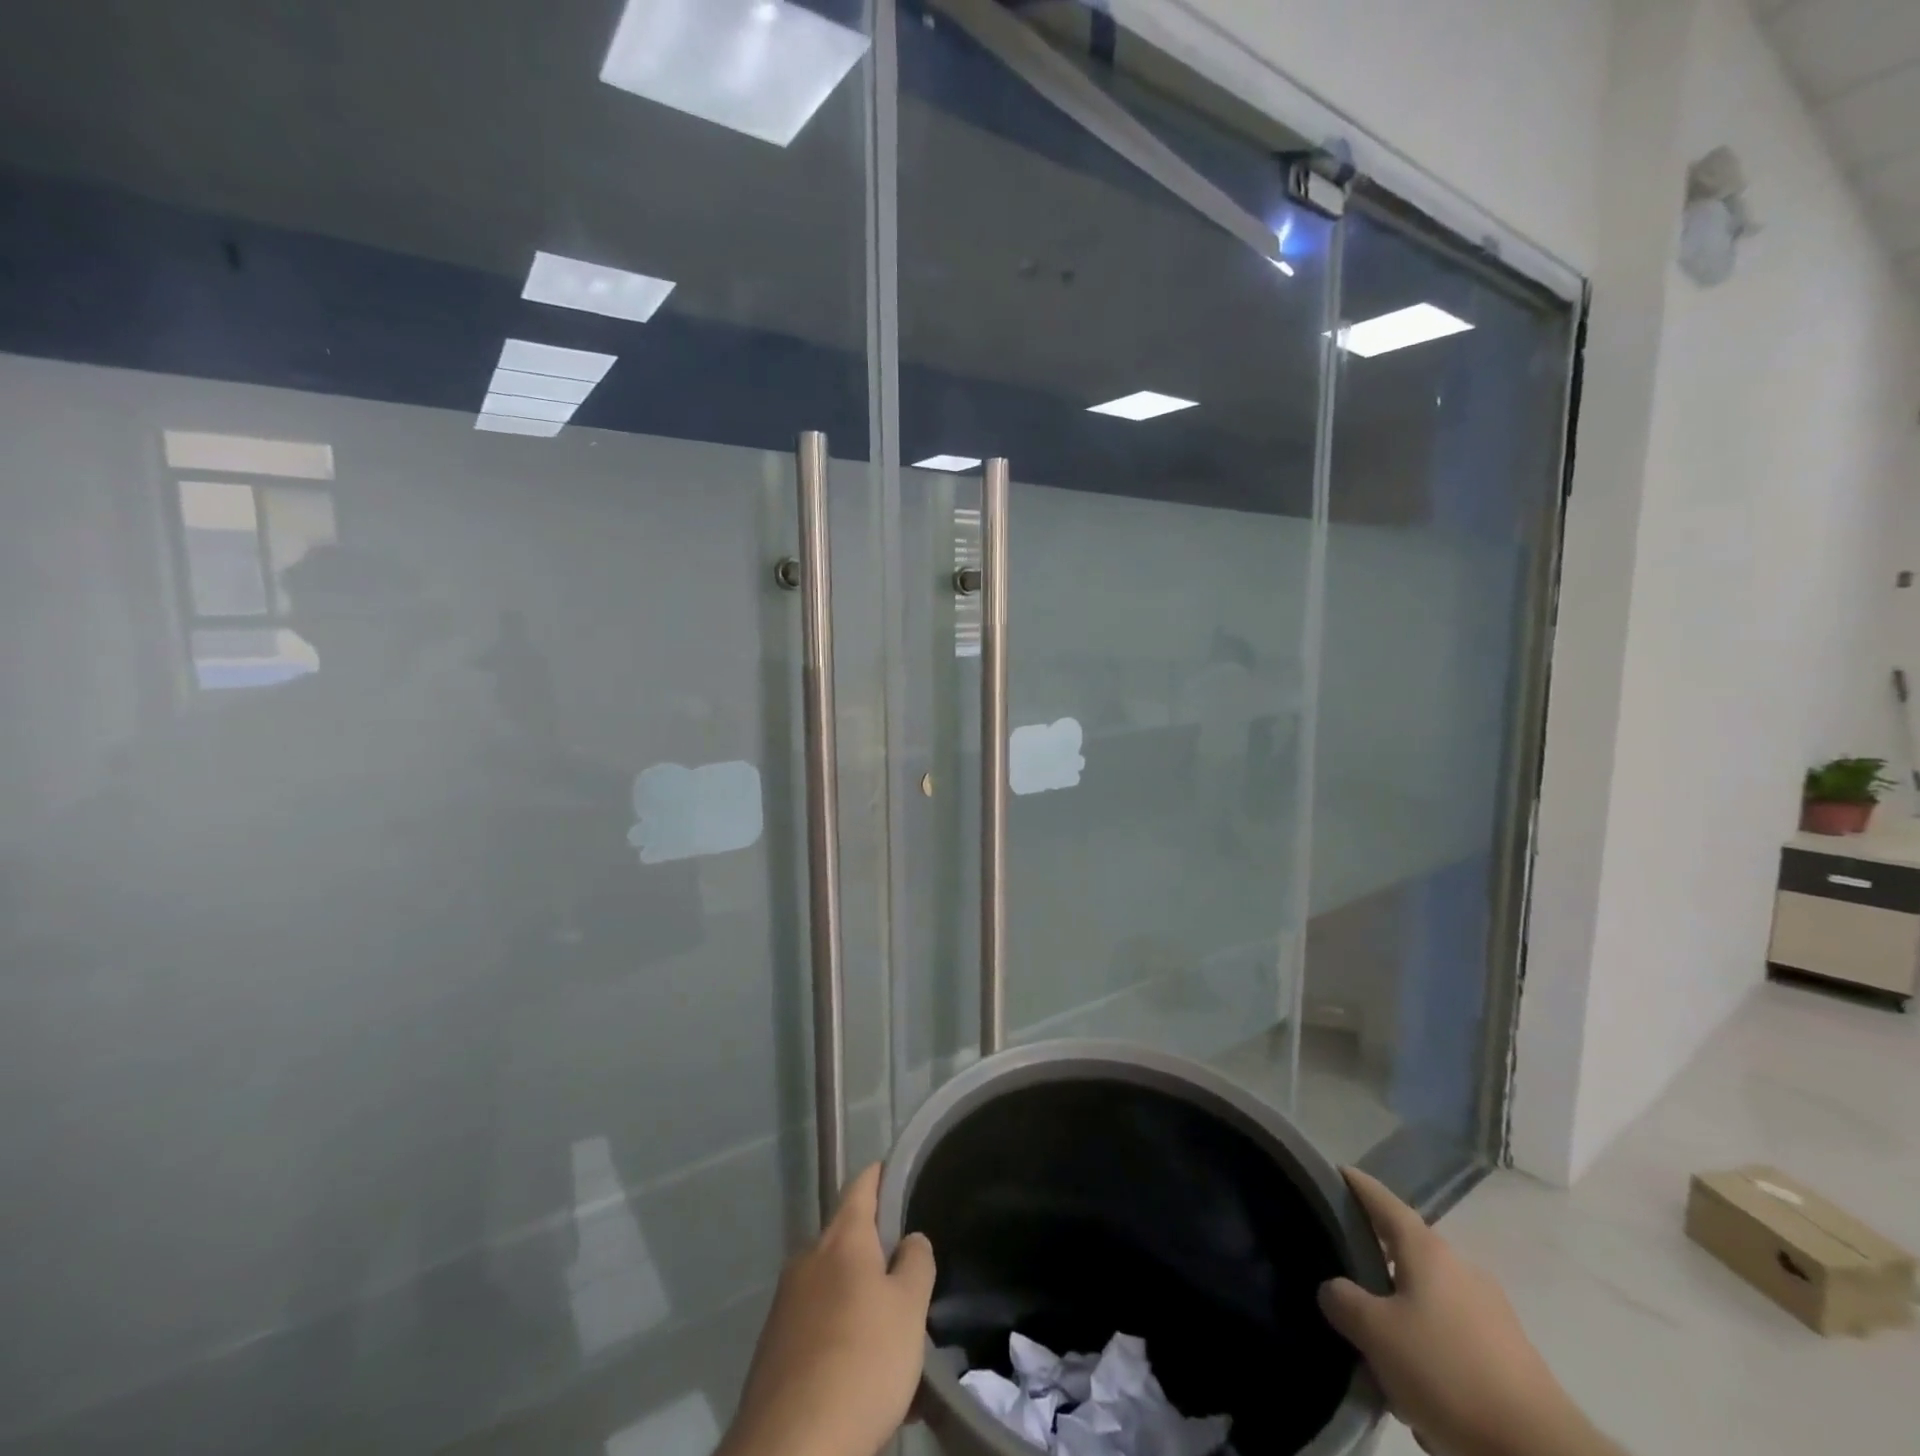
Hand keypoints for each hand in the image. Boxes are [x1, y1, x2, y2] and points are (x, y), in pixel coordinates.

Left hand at [720, 1164, 936, 1455]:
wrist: (791, 1448)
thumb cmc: (861, 1362)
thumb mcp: (909, 1309)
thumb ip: (915, 1263)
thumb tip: (910, 1239)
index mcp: (842, 1239)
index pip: (861, 1185)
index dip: (881, 1174)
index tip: (898, 1172)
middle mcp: (808, 1259)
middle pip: (847, 1239)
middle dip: (875, 1252)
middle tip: (908, 1274)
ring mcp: (785, 1304)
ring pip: (833, 1287)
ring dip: (859, 1300)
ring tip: (890, 1333)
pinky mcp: (773, 1349)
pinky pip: (817, 1326)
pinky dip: (840, 1336)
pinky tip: (860, 1371)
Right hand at [1319, 1169, 1607, 1455]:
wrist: (1544, 1454)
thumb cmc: (1449, 1373)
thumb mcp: (1376, 1334)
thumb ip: (1343, 1301)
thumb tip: (1335, 1289)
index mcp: (1427, 1250)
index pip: (1382, 1200)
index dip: (1355, 1184)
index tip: (1333, 1173)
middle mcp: (1460, 1268)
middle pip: (1404, 1255)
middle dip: (1375, 1272)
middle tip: (1346, 1295)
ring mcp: (1491, 1312)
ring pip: (1427, 1305)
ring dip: (1403, 1326)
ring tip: (1384, 1365)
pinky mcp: (1510, 1356)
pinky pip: (1453, 1342)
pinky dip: (1432, 1360)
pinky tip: (1424, 1399)